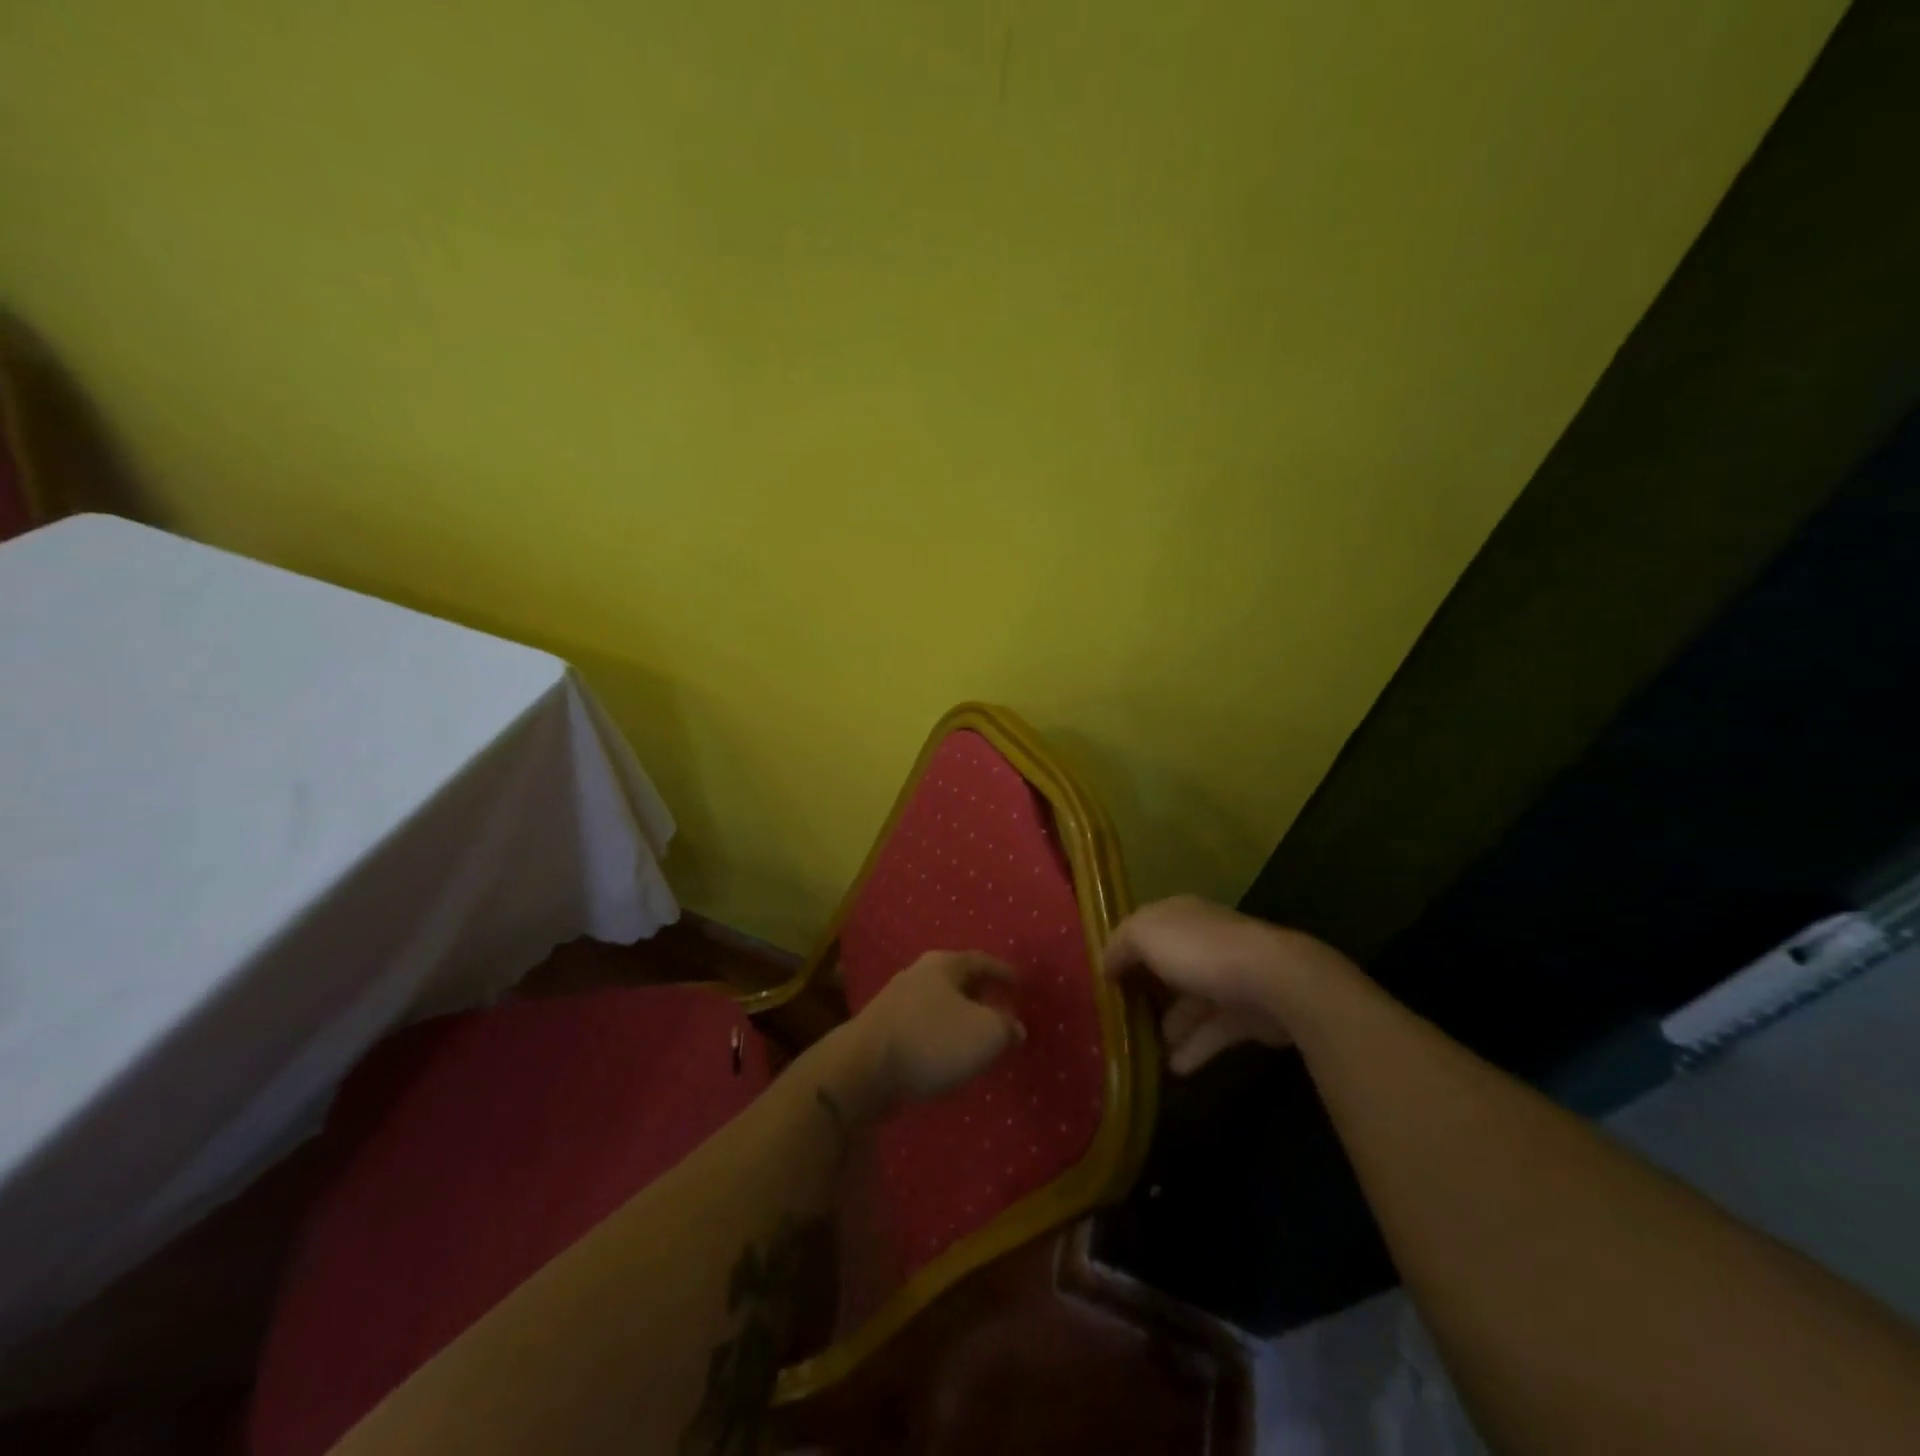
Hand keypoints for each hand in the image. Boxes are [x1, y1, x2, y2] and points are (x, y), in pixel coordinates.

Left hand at [831, 951, 1024, 1118]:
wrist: (863, 1070)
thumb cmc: (931, 1040)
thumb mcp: (986, 1034)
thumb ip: (1007, 1029)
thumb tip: (1014, 1027)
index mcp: (943, 965)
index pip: (981, 960)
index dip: (1003, 972)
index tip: (1020, 984)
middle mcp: (917, 975)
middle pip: (957, 981)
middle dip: (980, 997)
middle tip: (1000, 1013)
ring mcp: (895, 1003)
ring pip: (937, 1007)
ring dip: (958, 1021)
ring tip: (976, 1042)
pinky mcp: (881, 1032)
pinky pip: (921, 1030)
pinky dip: (938, 1041)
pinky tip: (946, 1062)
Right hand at [1103, 895, 1355, 1073]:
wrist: (1274, 982)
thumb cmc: (1200, 951)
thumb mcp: (1144, 935)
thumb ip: (1119, 946)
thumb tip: (1105, 964)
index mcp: (1179, 916)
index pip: (1143, 929)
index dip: (1122, 951)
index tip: (1101, 979)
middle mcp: (1202, 942)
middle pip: (1166, 967)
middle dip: (1145, 991)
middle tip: (1118, 1018)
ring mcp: (1227, 978)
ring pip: (1189, 1003)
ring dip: (1168, 1026)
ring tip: (1142, 1050)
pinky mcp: (1246, 1014)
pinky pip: (1212, 1032)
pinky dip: (1193, 1048)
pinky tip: (1173, 1068)